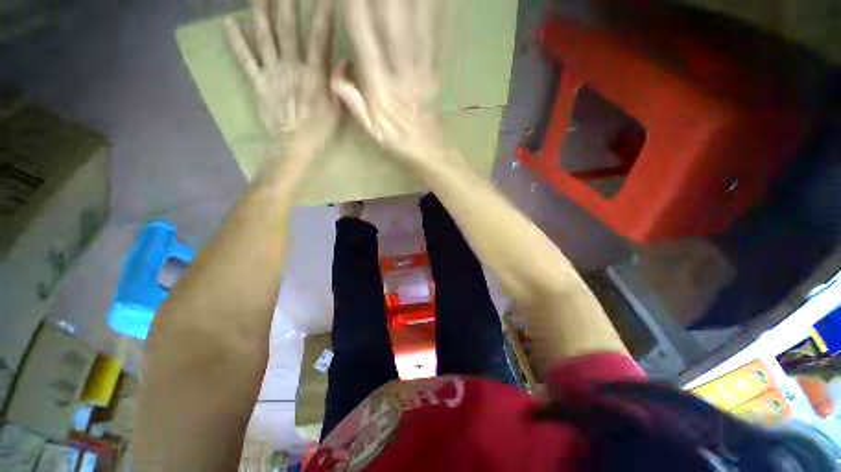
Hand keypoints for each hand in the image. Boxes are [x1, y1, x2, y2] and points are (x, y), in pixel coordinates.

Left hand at [226, 0, 338, 158]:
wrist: (291, 147)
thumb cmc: (318, 132)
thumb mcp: (337, 112)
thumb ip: (338, 85)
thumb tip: (343, 60)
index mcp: (313, 77)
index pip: (319, 40)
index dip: (322, 16)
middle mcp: (290, 68)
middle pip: (288, 29)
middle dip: (287, 2)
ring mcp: (271, 73)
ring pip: (264, 37)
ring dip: (261, 11)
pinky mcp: (258, 82)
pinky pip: (245, 59)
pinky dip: (236, 41)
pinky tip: (229, 23)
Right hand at [330, 0, 444, 162]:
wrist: (426, 149)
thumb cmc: (395, 140)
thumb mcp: (369, 128)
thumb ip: (352, 100)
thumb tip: (336, 67)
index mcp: (380, 90)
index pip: (364, 42)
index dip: (356, 11)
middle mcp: (401, 76)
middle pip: (392, 28)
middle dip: (384, 0)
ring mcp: (421, 73)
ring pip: (416, 29)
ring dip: (413, 3)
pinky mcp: (435, 72)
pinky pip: (435, 40)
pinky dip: (435, 17)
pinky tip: (438, 1)